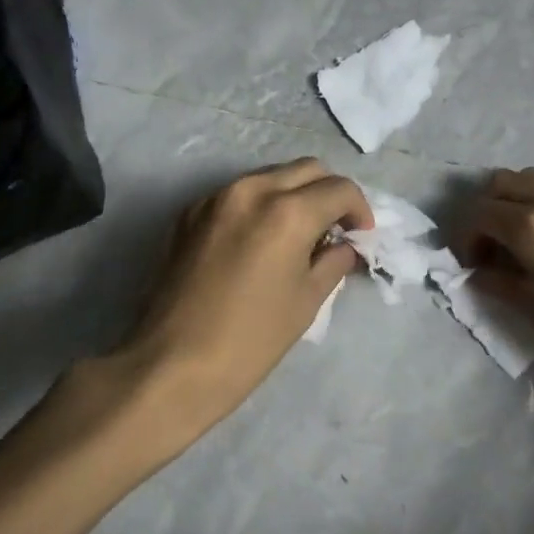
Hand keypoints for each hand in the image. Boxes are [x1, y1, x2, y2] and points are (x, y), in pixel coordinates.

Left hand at [90, 159, 371, 462]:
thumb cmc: (250, 340)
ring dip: (294, 194)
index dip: (359, 209)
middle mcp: (252, 189)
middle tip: (335, 228)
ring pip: (270, 176)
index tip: (361, 235)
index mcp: (287, 211)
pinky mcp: (190, 212)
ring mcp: (215, 197)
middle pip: (307, 169)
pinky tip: (259, 240)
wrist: (172, 364)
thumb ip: (333, 261)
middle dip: (329, 193)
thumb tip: (345, 246)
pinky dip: (260, 204)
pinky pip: (238, 193)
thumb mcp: (306, 301)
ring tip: (299, 233)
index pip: (339, 189)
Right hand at [453, 168, 533, 403]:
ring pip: (533, 179)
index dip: (466, 239)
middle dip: (486, 212)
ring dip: (516, 202)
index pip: (479, 214)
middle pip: (501, 184)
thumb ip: (502, 286)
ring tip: (524, 240)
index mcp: (533, 226)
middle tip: (493, 248)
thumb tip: (479, 273)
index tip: (472, 265)